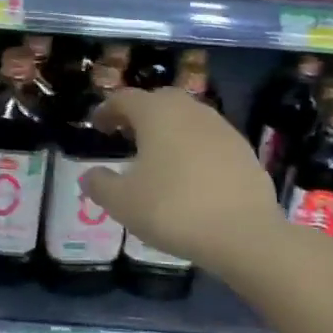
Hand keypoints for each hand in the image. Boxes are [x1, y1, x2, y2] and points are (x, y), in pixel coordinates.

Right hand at [82, 88, 282, 276]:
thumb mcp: (122, 203)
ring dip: (169, 129)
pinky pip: (209, 138)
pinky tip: (190, 174)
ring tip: (157, 155)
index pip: (125, 98)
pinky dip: (194, 147)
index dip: (107, 110)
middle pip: (159, 100)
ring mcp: (221, 127)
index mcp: (156, 113)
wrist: (244, 234)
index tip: (97, 126)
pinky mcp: (243, 149)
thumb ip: (100, 184)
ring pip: (187, 117)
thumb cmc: (173, 210)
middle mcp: (189, 110)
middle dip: (140, 114)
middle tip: (126, 135)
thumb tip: (89, 175)